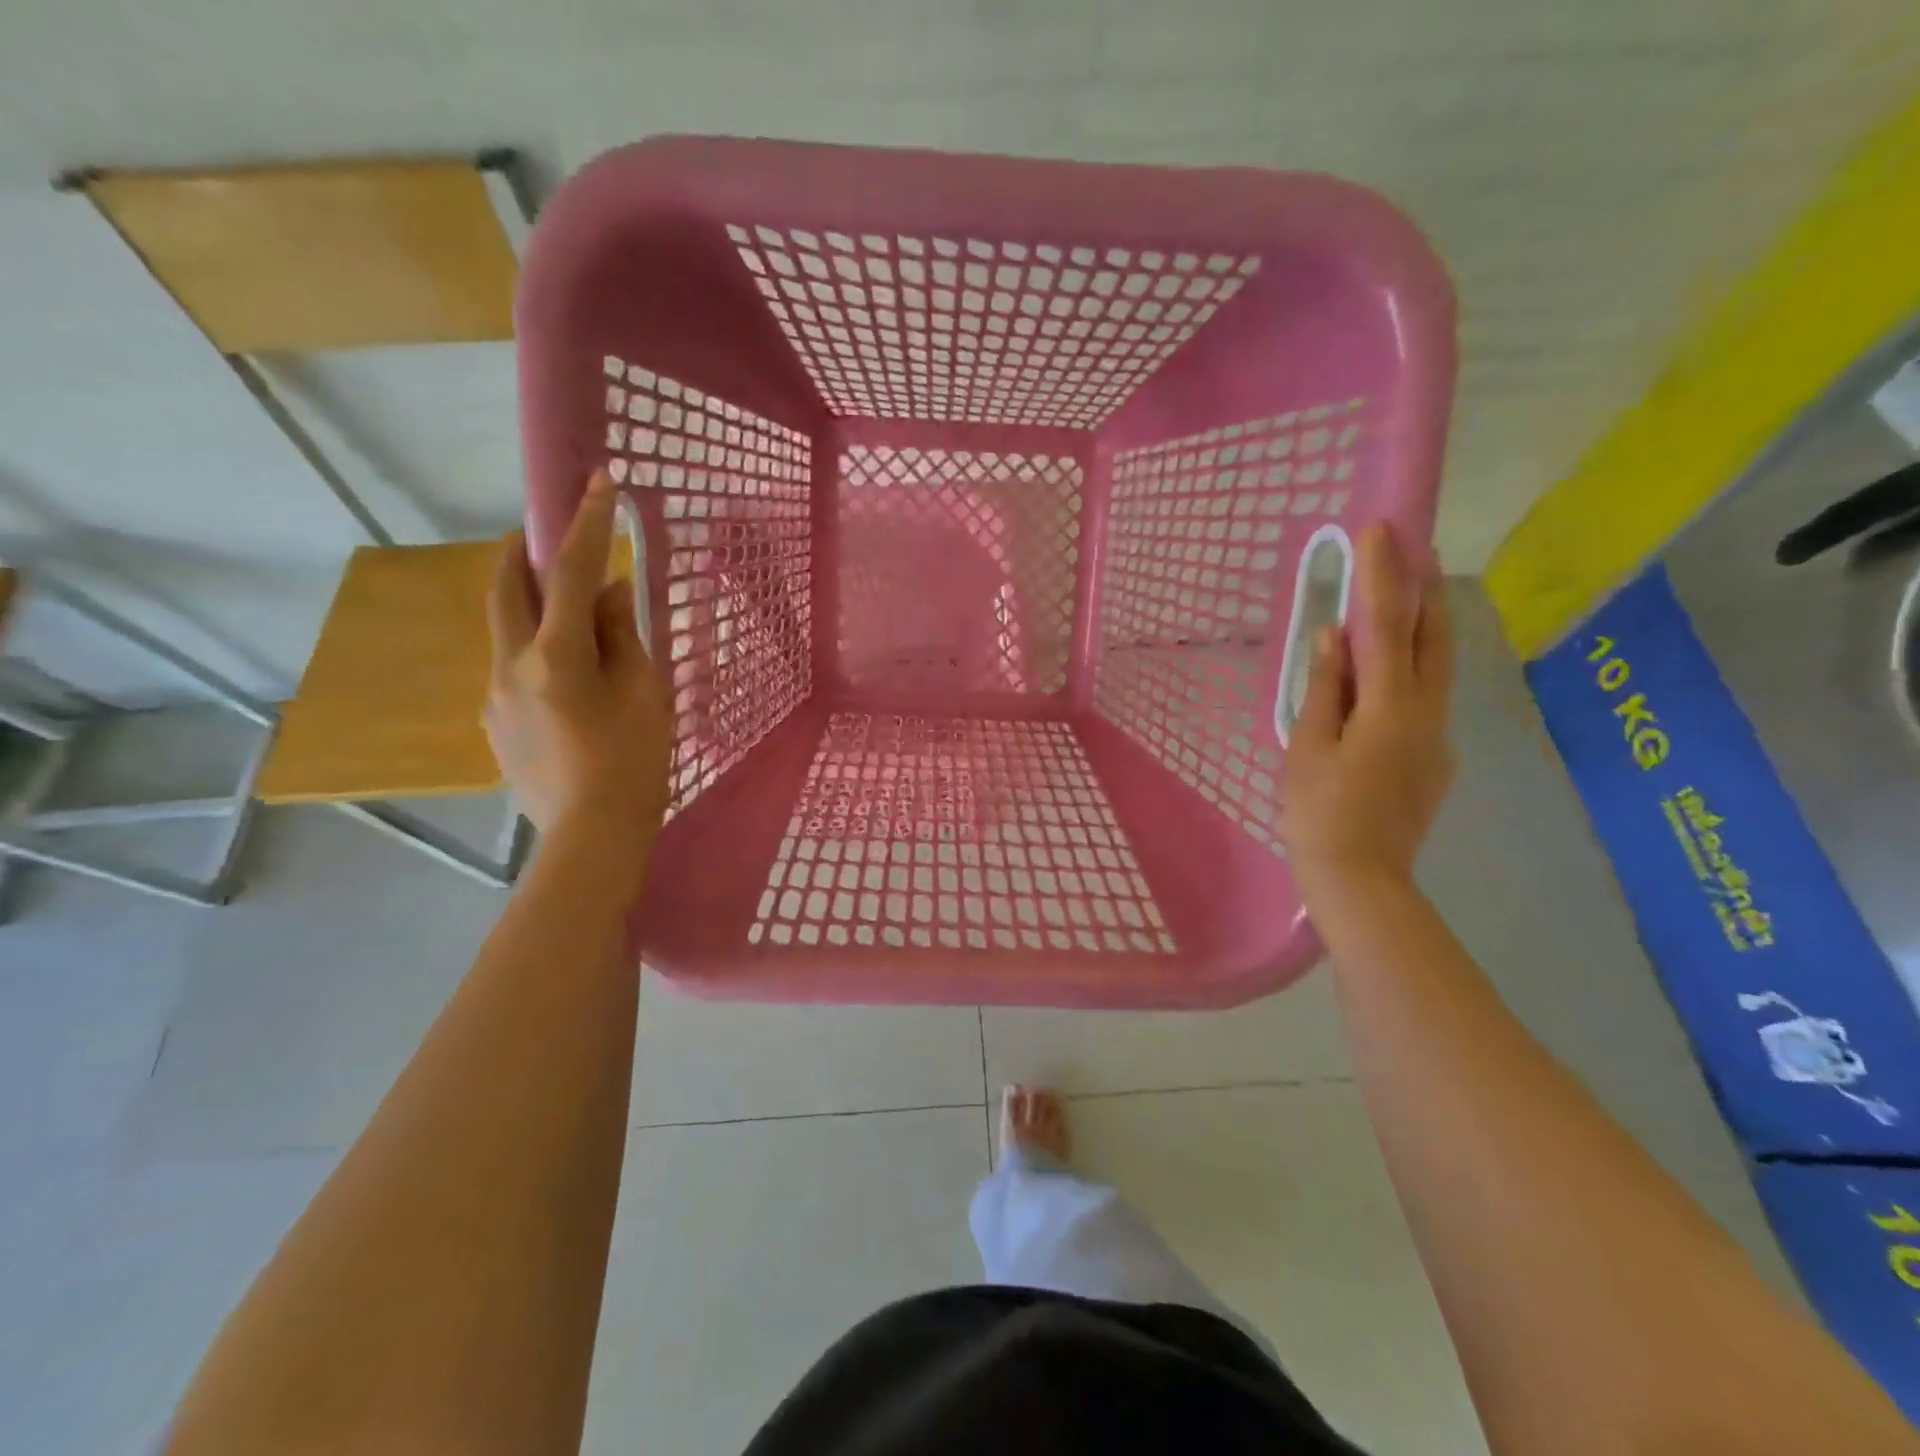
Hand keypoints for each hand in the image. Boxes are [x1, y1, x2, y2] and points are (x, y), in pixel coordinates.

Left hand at [485, 471, 671, 850]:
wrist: (591, 838)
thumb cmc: (632, 765)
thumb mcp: (644, 696)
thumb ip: (623, 639)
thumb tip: (609, 594)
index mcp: (555, 657)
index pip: (568, 573)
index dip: (585, 523)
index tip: (596, 480)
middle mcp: (510, 667)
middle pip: (505, 590)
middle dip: (524, 552)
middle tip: (547, 533)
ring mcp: (495, 697)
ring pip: (506, 631)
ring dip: (531, 605)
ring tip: (571, 614)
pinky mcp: (495, 724)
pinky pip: (512, 668)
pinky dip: (536, 650)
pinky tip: (568, 676)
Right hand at [1280, 523, 1453, 907]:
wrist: (1361, 881)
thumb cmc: (1319, 813)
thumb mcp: (1308, 747)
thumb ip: (1325, 689)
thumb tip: (1334, 637)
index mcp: (1390, 708)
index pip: (1388, 626)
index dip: (1383, 575)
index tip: (1379, 529)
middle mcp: (1427, 713)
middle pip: (1434, 637)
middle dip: (1423, 587)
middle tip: (1410, 547)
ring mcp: (1438, 737)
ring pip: (1438, 667)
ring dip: (1425, 625)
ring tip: (1406, 595)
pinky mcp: (1435, 759)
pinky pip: (1426, 699)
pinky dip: (1412, 669)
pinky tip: (1389, 676)